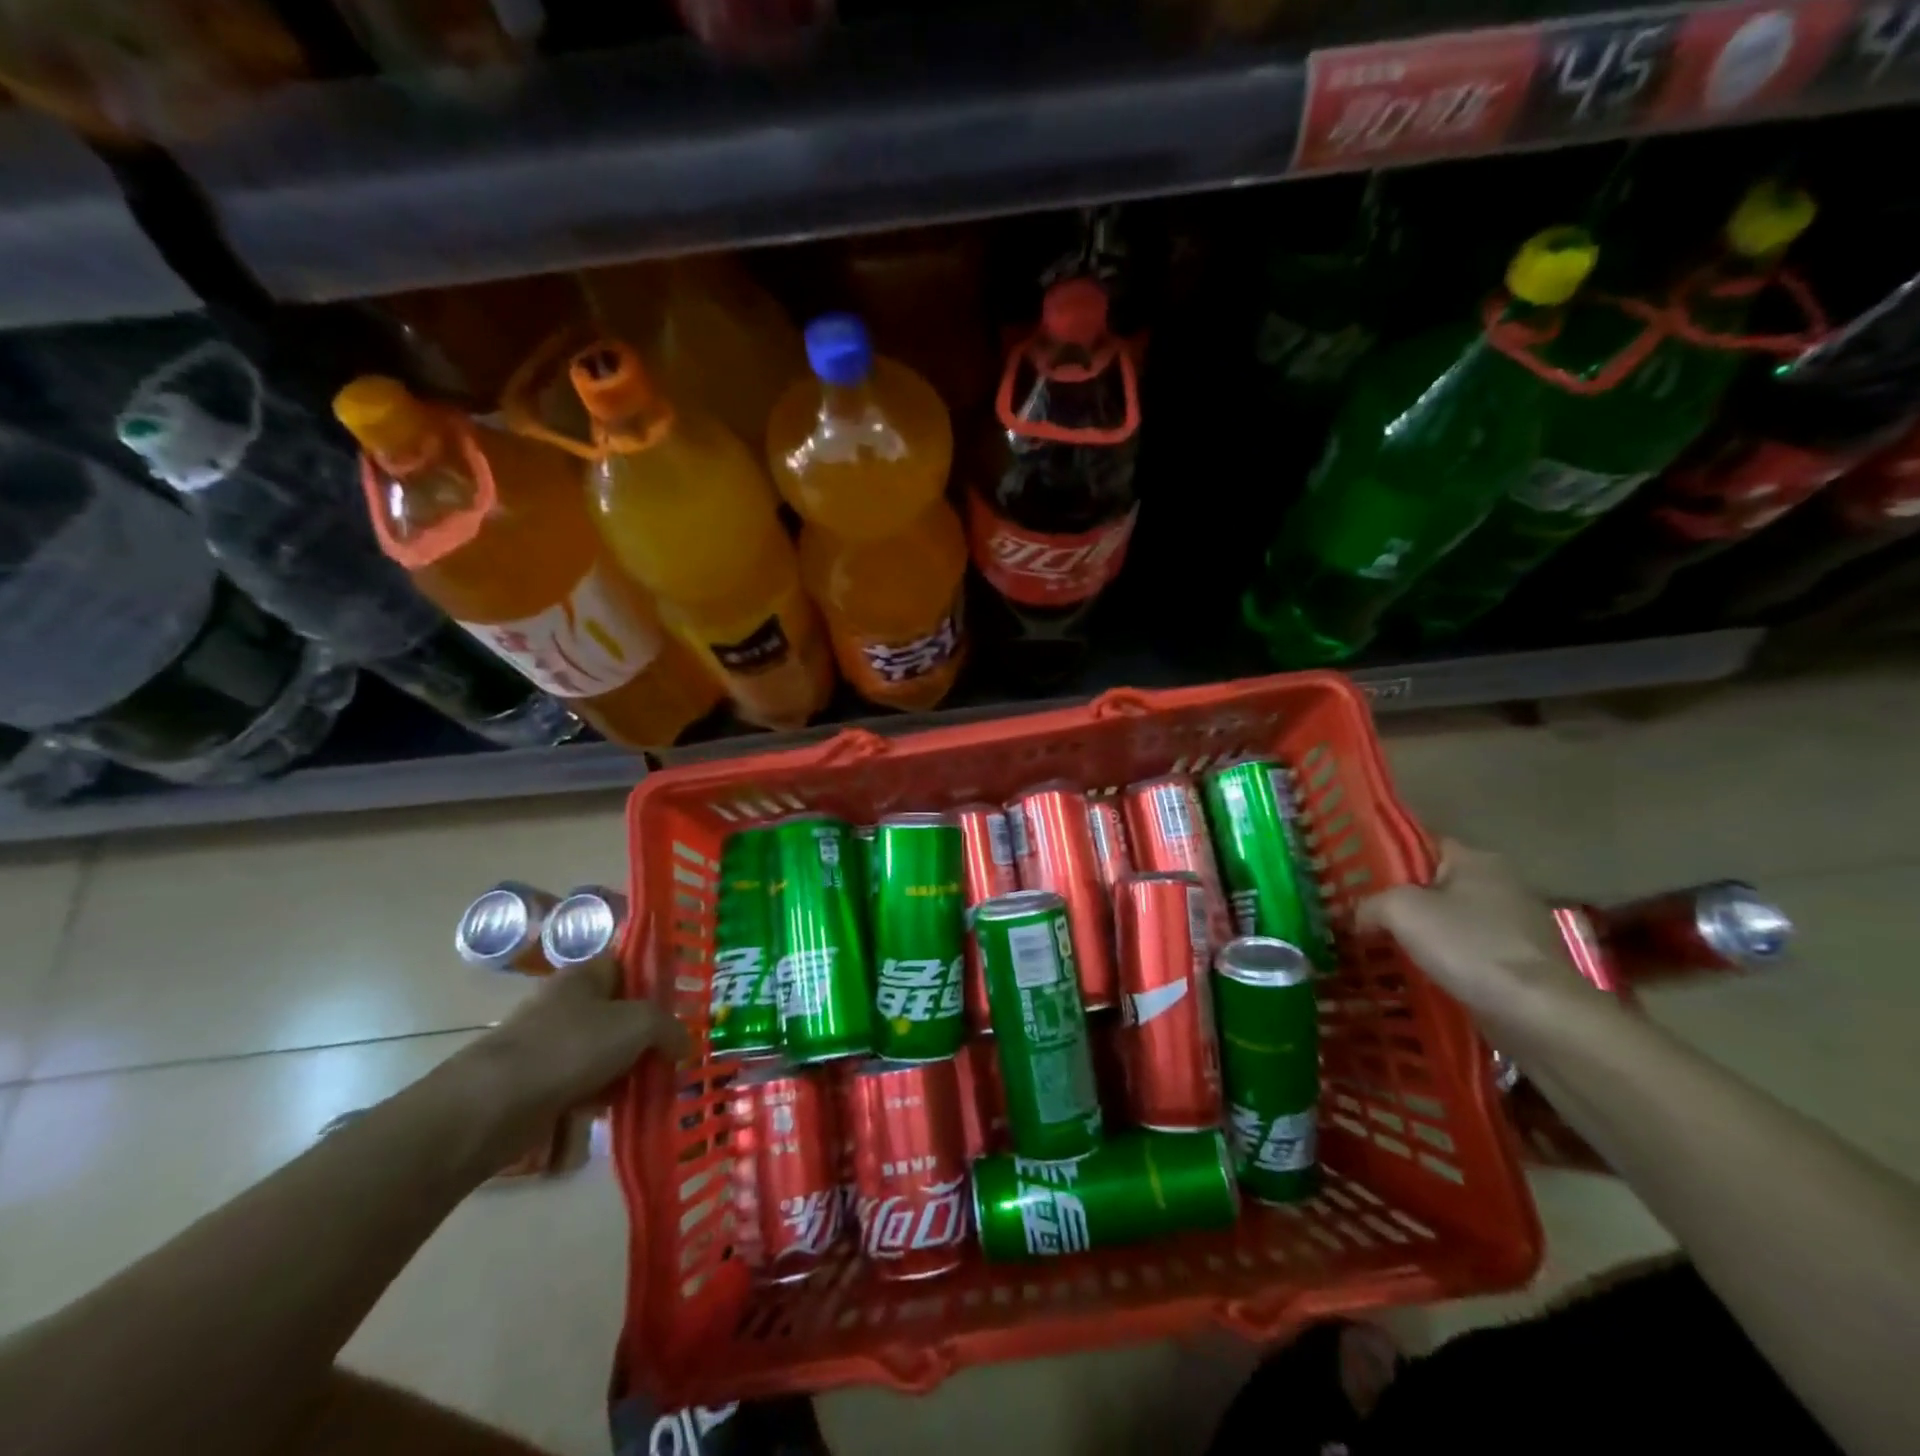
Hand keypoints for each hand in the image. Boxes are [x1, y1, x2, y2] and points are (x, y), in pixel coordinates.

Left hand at [466, 954, 689, 1114]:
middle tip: (673, 1055)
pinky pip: (582, 1084)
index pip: (628, 966)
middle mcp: (565, 1004)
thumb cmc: (570, 1048)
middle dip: (646, 1035)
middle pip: (618, 1013)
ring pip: (602, 1052)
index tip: (680, 1008)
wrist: (492, 1107)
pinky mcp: (537, 1084)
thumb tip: (685, 1043)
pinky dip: (601, 1097)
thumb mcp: (637, 1024)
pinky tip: (619, 1111)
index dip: (655, 982)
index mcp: (584, 976)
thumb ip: (669, 1028)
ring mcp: (548, 1045)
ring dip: (627, 1070)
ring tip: (654, 1088)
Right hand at [1357, 840, 1596, 1025]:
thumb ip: (1370, 903)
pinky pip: (1470, 950)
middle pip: (1435, 884)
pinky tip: (1422, 974)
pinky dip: (1447, 959)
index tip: (1356, 879)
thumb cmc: (1469, 946)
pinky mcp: (1522, 961)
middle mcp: (1501, 883)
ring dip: (1424, 933)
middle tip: (1363, 916)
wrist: (1538, 1014)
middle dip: (1402, 900)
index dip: (1386, 859)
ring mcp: (1516, 924)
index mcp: (1476, 859)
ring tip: (1385, 948)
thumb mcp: (1401, 911)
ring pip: (1452, 920)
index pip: (1421, 846)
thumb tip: (1359, 916)